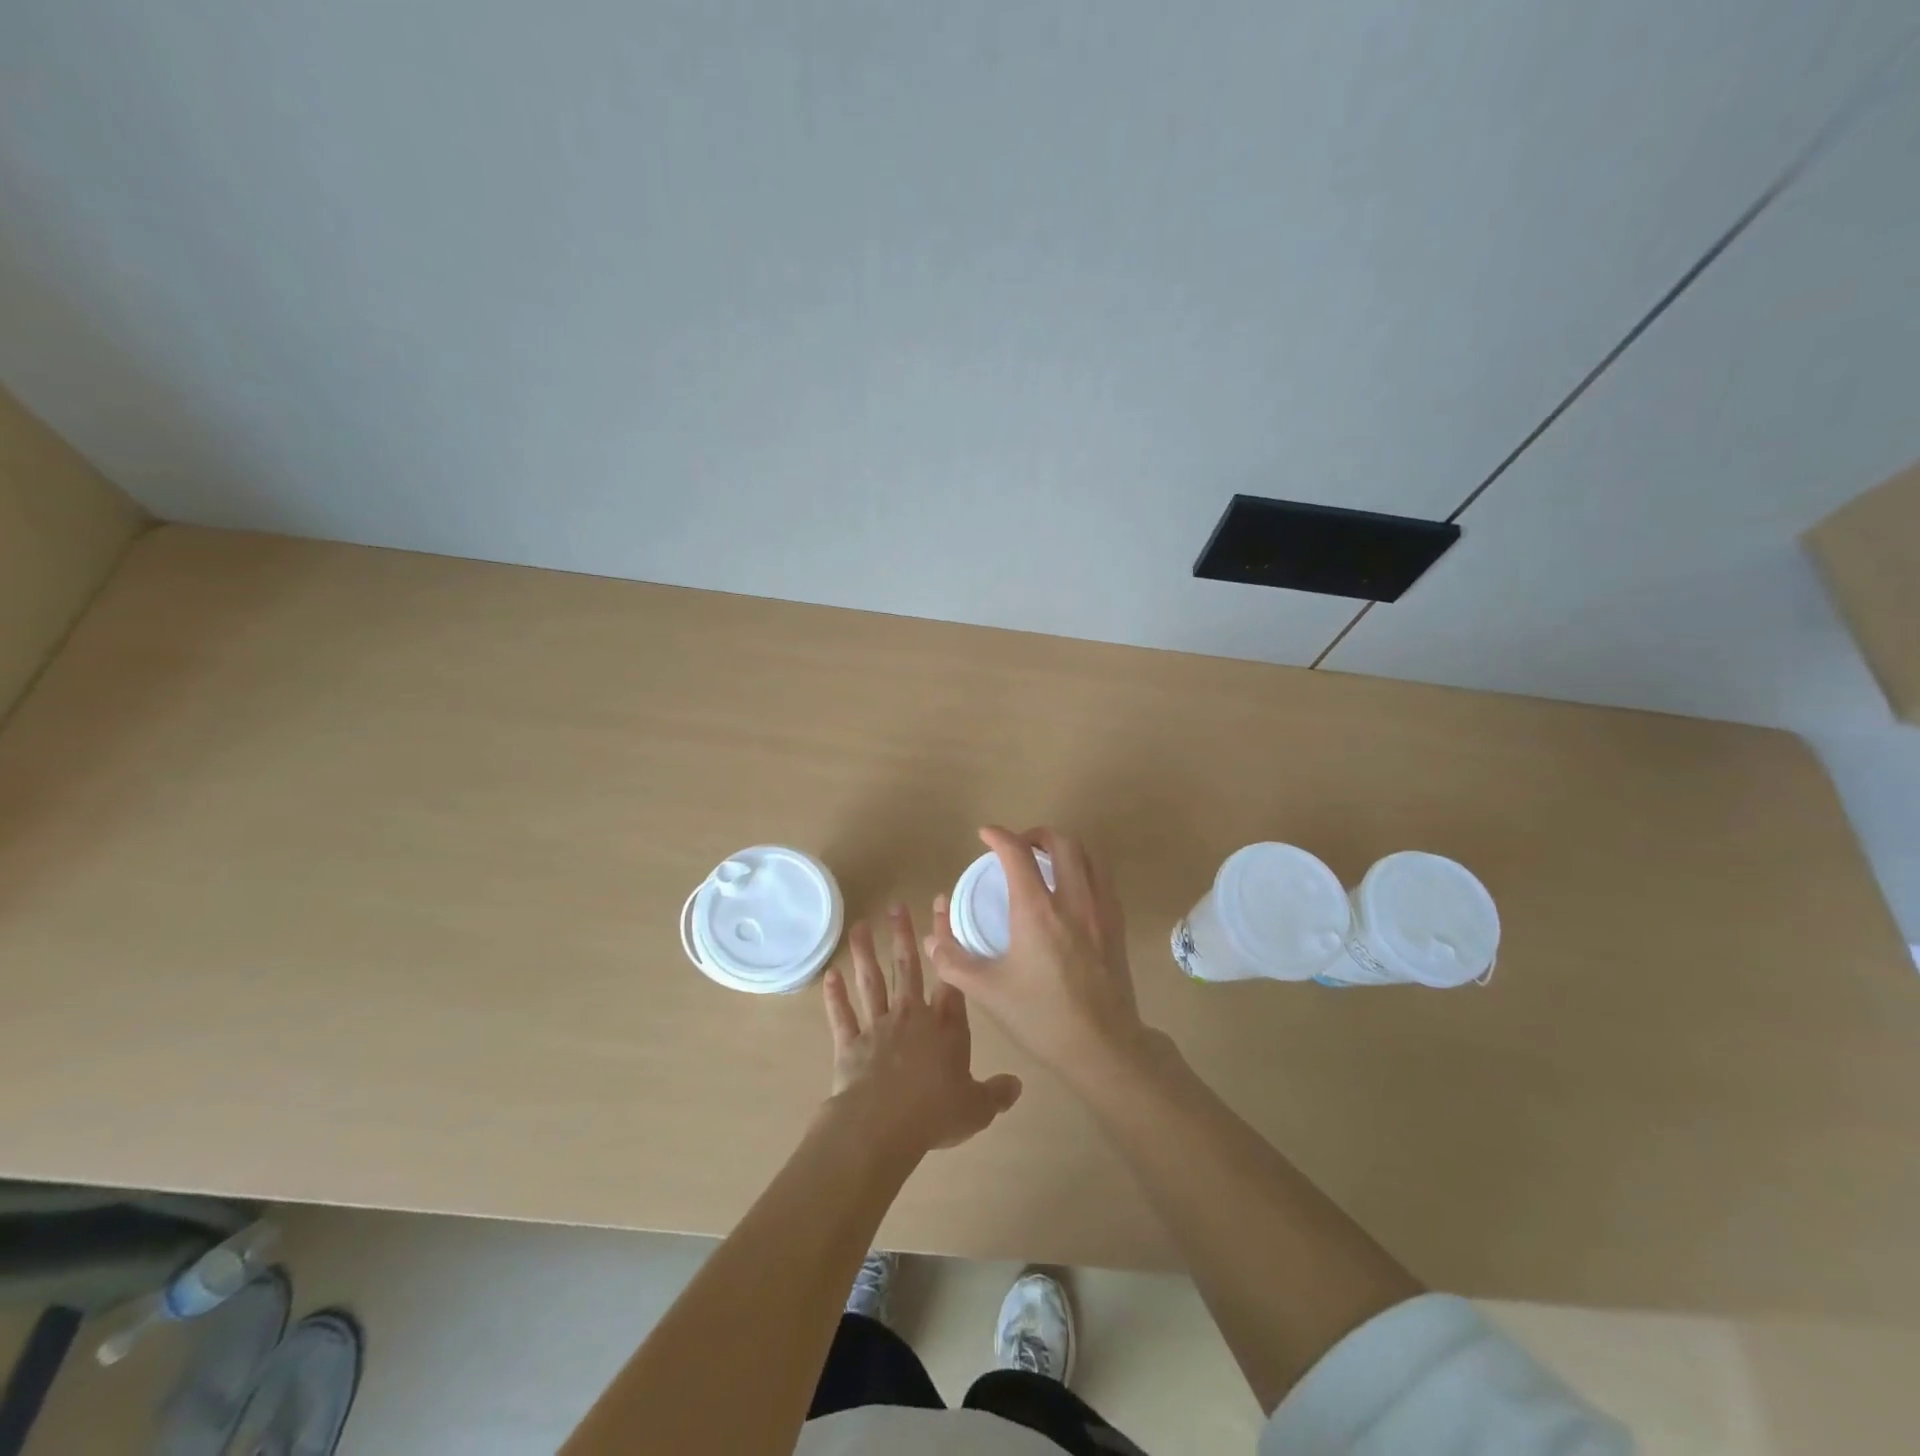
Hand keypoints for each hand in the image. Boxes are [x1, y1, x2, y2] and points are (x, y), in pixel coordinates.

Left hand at [822, 904, 1022, 1158]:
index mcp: (945, 1026)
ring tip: (859, 927)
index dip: (946, 940)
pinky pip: (843, 1016)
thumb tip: (1018, 1085)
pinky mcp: (850, 1045)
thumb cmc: (934, 1113)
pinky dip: (835, 996)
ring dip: (865, 955)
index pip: (950, 975)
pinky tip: (830, 975)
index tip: (940, 906)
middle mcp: (911, 1016)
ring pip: (872, 983)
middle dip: (902, 936)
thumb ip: (996, 1093)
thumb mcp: (976, 1108)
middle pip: (906, 969)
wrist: (882, 1126)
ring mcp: (877, 1027)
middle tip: (895, 906)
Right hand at [927, 826, 1150, 1087]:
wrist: (1103, 1047)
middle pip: (1062, 842)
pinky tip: (1070, 891)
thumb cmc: (1041, 1017)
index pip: (1017, 853)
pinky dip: (1083, 869)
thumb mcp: (987, 991)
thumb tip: (932, 937)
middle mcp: (1073, 899)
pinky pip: (1102, 879)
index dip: (999, 836)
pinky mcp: (1117, 925)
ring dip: (1064, 848)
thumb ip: (953, 961)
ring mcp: (1101, 910)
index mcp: (1037, 910)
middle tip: (1018, 846)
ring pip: (1088, 855)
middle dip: (1036, 834)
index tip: (985, 835)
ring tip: (1045, 861)